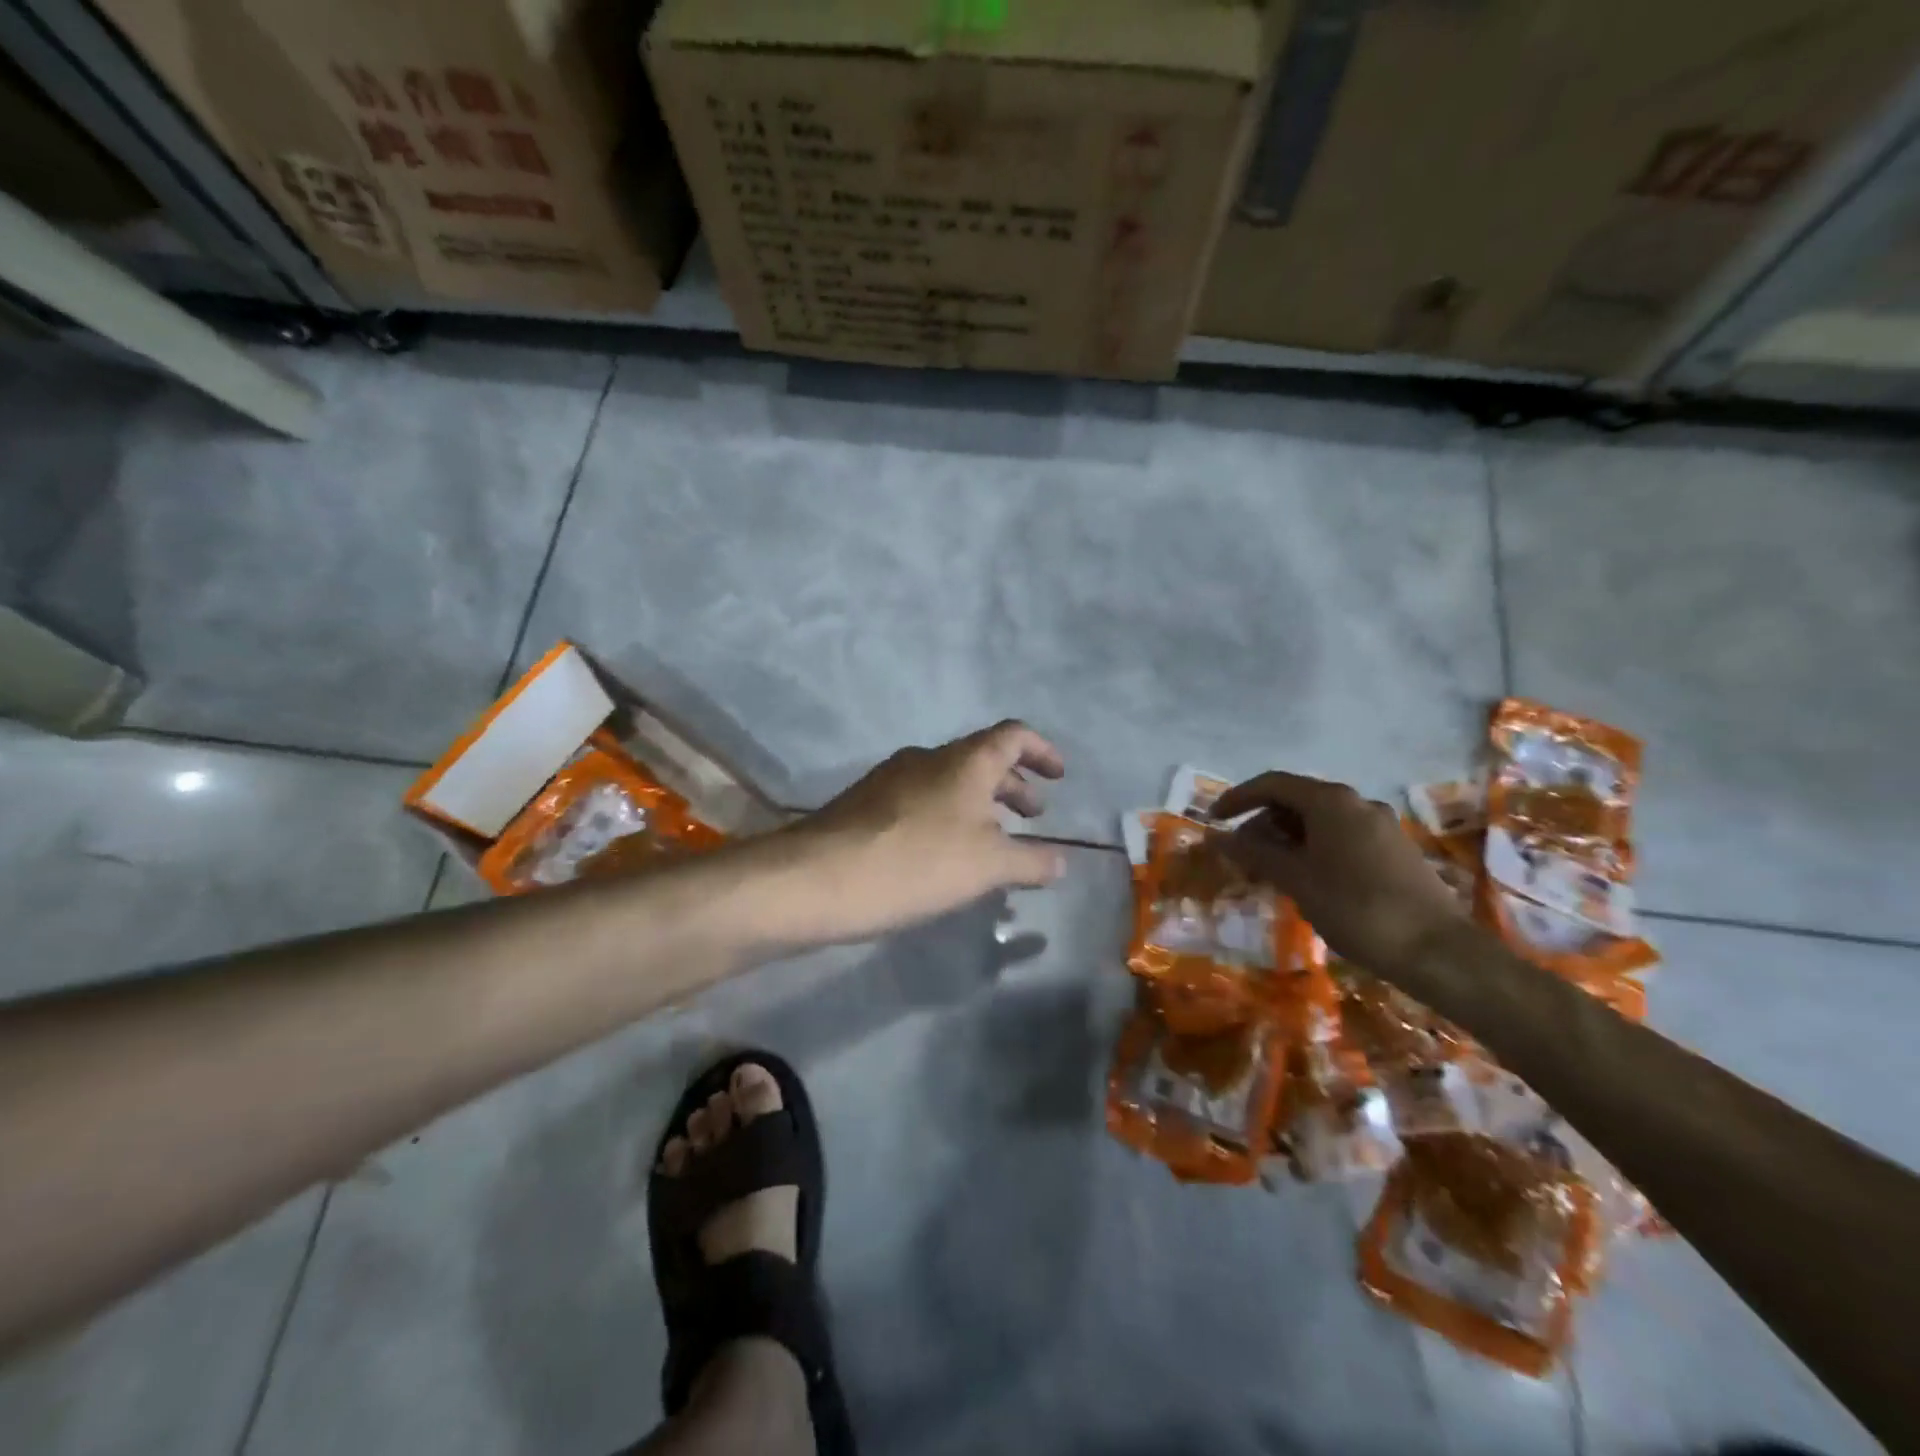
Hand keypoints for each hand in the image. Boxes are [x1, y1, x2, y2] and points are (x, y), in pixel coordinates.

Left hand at [776, 721, 1066, 944]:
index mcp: (965, 760)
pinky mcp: (865, 803)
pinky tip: (943, 855)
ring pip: (949, 780)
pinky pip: (921, 799)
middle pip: (981, 758)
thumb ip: (1030, 861)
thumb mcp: (987, 867)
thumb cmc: (917, 861)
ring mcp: (891, 777)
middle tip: (1032, 814)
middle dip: (1012, 784)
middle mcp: (928, 757)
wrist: (819, 878)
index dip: (1041, 750)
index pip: (1013, 735)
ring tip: (991, 840)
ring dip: (978, 803)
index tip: (1059, 776)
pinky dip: (947, 816)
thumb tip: (1061, 862)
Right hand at [1212, 771, 1463, 973]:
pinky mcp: (1394, 850)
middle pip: (1296, 801)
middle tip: (1242, 856)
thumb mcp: (1296, 880)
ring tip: (1270, 873)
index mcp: (1331, 802)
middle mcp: (1357, 803)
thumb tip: (1216, 837)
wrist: (1437, 951)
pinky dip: (1313, 849)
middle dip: (1262, 824)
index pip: (1272, 784)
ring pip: (1319, 821)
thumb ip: (1254, 853)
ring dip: (1287, 840)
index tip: (1213, 820)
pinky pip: (1341, 836)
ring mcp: (1380, 825)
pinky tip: (1306, 881)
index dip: (1238, 798)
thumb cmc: (1356, 908)